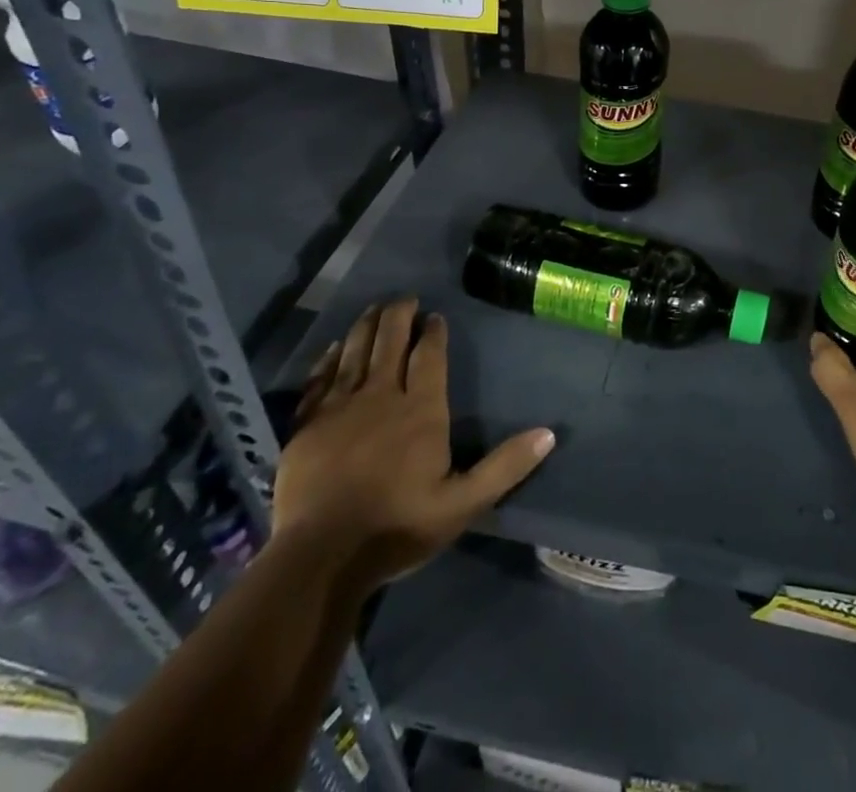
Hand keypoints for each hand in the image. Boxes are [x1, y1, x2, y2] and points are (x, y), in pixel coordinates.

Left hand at [272, 299, 554, 592]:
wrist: (320, 557)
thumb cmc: (397, 527)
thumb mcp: (463, 504)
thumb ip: (504, 467)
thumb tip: (549, 434)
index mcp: (421, 410)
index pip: (430, 357)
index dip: (434, 332)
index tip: (435, 316)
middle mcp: (381, 396)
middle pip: (390, 342)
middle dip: (399, 315)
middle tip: (405, 298)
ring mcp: (339, 408)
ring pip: (354, 351)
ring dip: (366, 326)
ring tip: (374, 308)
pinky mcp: (307, 424)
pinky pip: (319, 378)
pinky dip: (328, 358)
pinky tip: (333, 347)